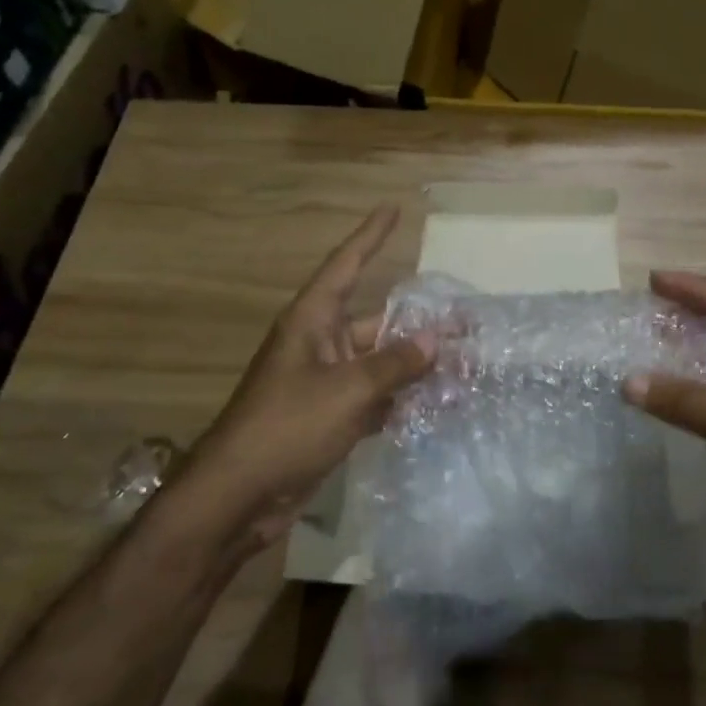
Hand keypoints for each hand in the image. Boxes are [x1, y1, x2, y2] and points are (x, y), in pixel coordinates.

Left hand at [182, 205, 433, 547]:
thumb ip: (395, 364)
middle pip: (377, 319)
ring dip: (416, 365)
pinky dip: (402, 399)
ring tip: (464, 364)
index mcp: (312, 321)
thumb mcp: (348, 390)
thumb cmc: (287, 427)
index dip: (370, 235)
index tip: (393, 208)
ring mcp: (325, 382)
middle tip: (466, 320)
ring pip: (380, 362)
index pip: (346, 265)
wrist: (238, 497)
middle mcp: (320, 344)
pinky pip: (375, 396)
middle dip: (419, 321)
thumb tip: (436, 341)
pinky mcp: (330, 417)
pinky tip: (436, 405)